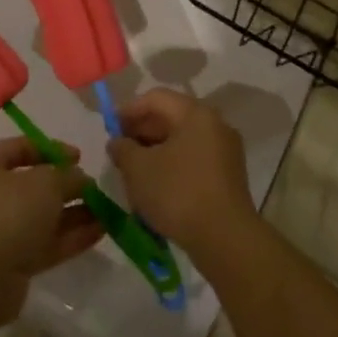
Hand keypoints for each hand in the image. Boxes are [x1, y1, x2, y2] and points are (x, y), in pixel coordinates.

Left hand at [0, 139, 99, 319]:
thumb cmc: (8, 213)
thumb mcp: (46, 182)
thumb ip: (68, 176)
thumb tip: (80, 179)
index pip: (19, 148)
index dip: (51, 149)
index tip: (80, 157)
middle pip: (33, 185)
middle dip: (67, 186)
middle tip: (96, 187)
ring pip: (42, 216)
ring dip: (74, 213)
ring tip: (108, 211)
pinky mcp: (11, 261)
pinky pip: (45, 243)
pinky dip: (70, 236)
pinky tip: (101, 232)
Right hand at [108, 90, 255, 257]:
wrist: (224, 238)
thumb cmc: (178, 193)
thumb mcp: (138, 169)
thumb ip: (122, 149)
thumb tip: (118, 142)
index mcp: (196, 114)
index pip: (156, 98)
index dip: (128, 110)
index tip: (109, 128)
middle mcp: (215, 125)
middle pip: (172, 117)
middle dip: (141, 131)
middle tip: (119, 151)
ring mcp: (225, 151)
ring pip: (182, 140)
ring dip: (155, 150)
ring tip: (133, 170)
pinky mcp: (228, 175)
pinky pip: (194, 159)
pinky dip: (172, 164)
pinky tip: (156, 185)